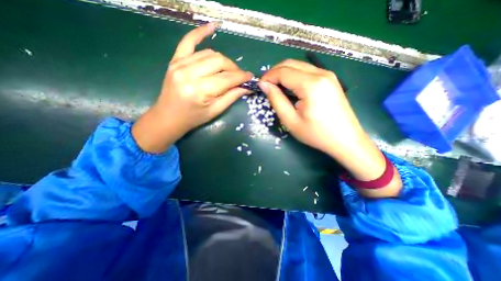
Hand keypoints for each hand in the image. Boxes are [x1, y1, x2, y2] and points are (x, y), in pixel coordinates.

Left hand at [131, 23, 252, 153]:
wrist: (168, 117)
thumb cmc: (193, 118)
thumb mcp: (215, 111)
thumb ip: (231, 97)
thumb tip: (247, 87)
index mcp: (200, 91)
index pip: (226, 78)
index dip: (241, 77)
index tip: (250, 77)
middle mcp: (189, 74)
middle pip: (219, 61)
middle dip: (233, 68)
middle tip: (239, 76)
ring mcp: (179, 64)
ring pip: (209, 53)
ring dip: (223, 60)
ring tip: (228, 70)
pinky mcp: (175, 60)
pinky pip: (188, 41)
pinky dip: (200, 33)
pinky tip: (212, 27)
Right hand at [260, 58, 401, 196]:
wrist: (345, 140)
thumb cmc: (316, 134)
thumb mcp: (291, 120)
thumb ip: (276, 100)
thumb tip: (264, 85)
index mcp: (311, 84)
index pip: (283, 71)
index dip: (268, 77)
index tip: (260, 86)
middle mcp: (321, 73)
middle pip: (291, 63)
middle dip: (274, 72)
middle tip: (266, 86)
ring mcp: (328, 75)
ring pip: (299, 65)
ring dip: (284, 73)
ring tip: (276, 87)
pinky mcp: (330, 79)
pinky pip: (307, 71)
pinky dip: (294, 76)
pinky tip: (290, 88)